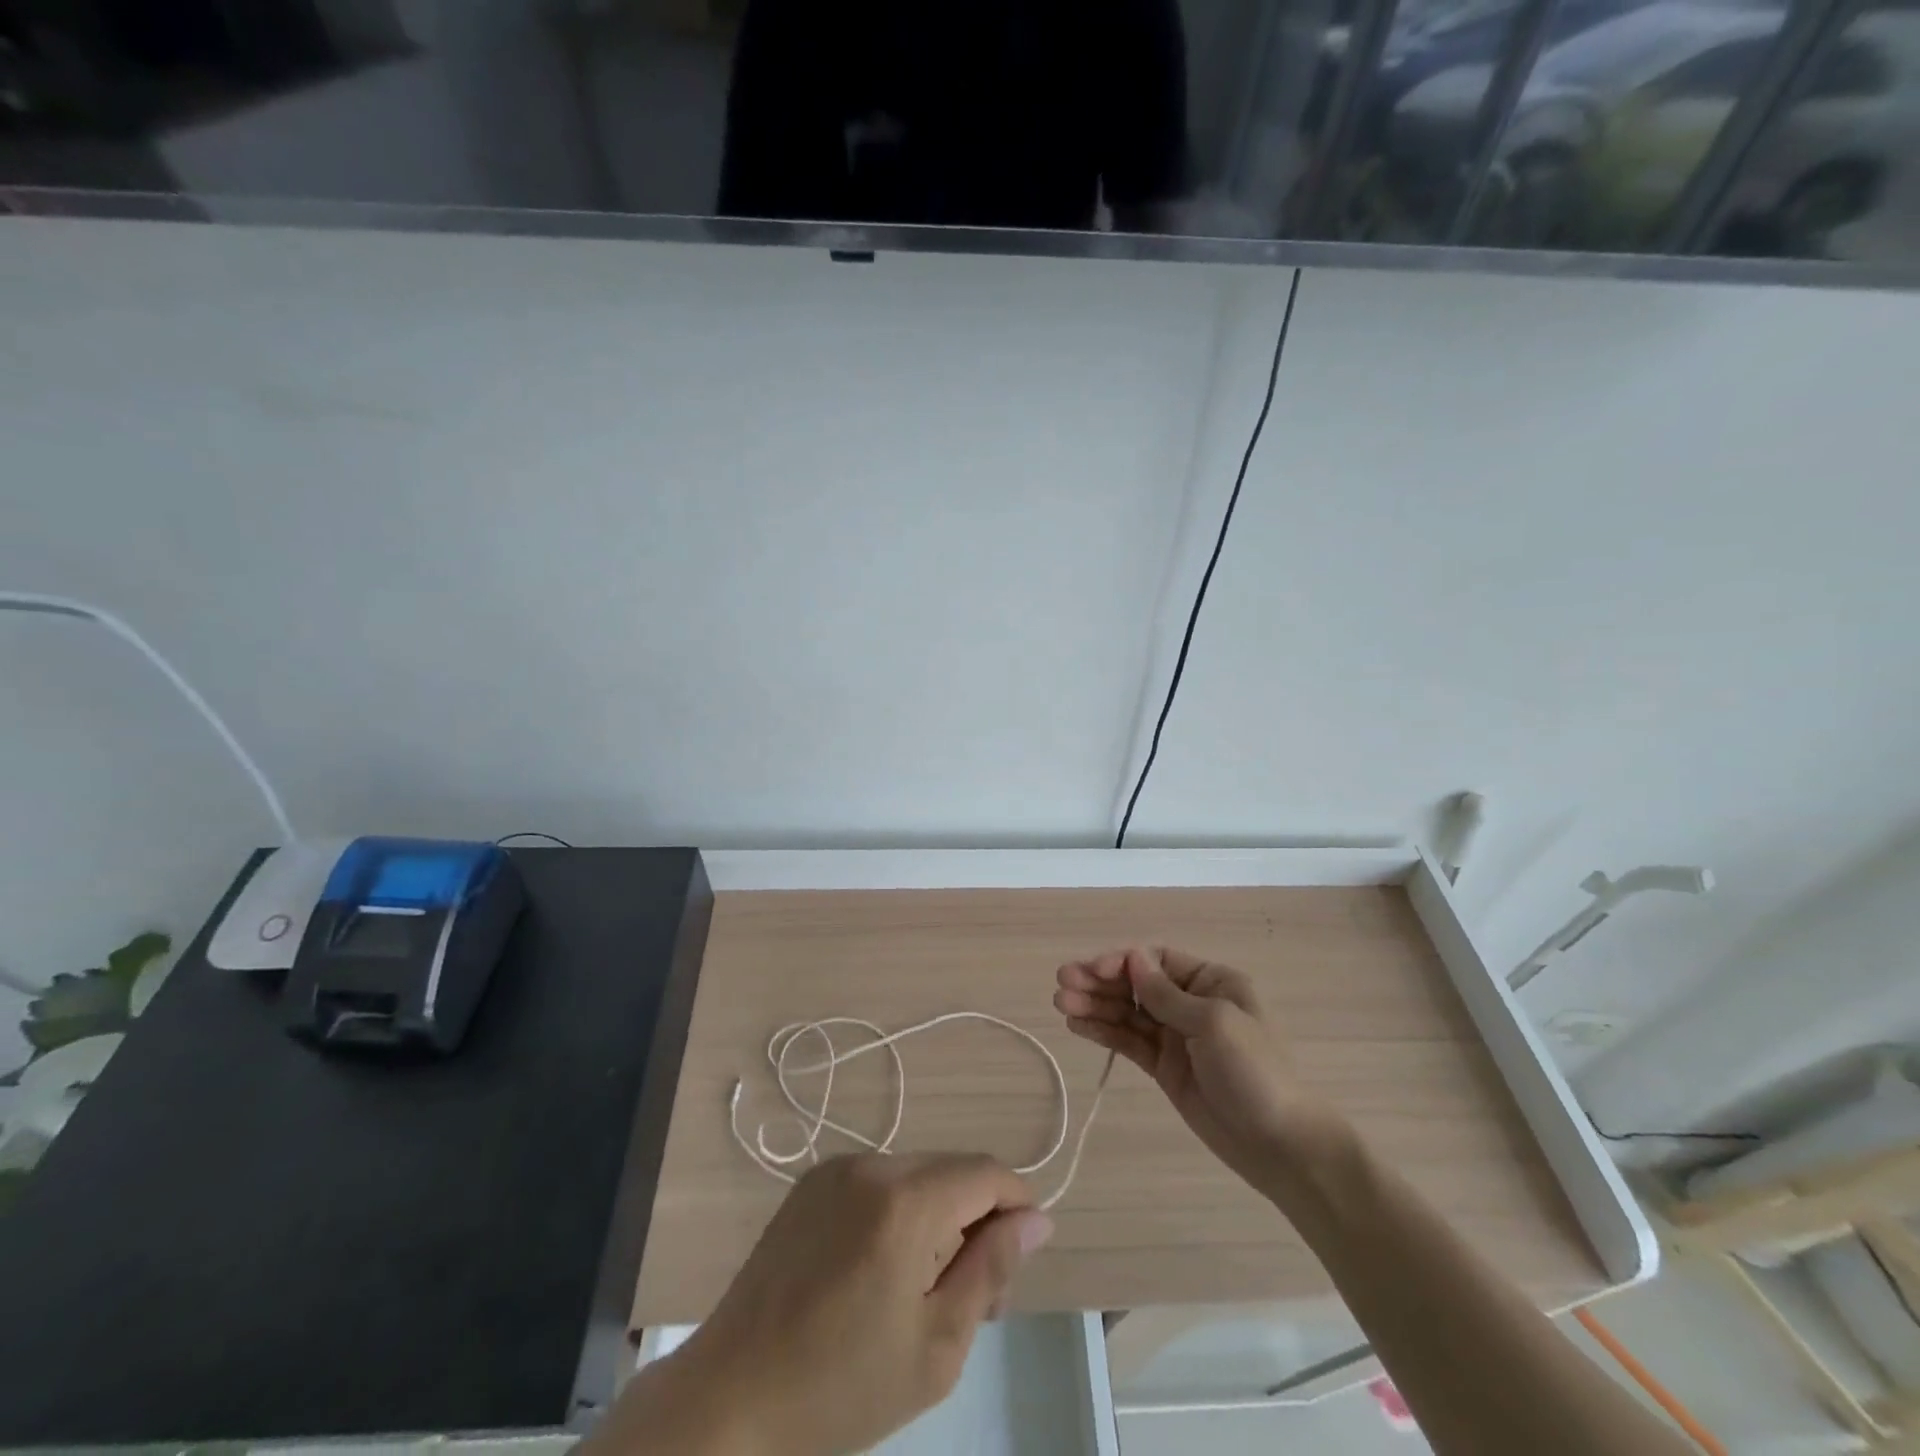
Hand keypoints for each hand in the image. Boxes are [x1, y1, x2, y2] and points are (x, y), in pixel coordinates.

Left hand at [612, 1154, 1053, 1455]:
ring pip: (917, 1174)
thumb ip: (991, 1268)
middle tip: (972, 1296)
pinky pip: (878, 1181)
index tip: (1020, 1260)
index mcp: (904, 1200)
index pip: (986, 1172)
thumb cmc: (840, 1387)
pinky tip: (881, 1270)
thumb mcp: (936, 1345)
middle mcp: (871, 1164)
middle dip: (977, 1219)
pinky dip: (900, 1211)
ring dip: (938, 1216)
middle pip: (952, 1171)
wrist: (730, 1398)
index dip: (1017, 1206)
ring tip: (924, 1288)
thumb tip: (1037, 1218)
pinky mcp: (812, 1182)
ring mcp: (836, 1168)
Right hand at [1052, 946, 1347, 1195]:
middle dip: (1099, 982)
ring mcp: (1176, 1037)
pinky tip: (1077, 1025)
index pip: (1156, 960)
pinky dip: (1104, 1032)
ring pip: (1127, 1013)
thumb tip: (1132, 957)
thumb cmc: (1256, 1073)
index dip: (1121, 961)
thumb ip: (1167, 994)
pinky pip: (1129, 1042)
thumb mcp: (1214, 1024)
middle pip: (1136, 984)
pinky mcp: (1165, 1068)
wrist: (1282, 1147)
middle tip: (1061, 984)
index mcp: (1212, 982)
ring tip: (1060, 1004)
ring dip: (1095, 1005)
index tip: (1090, 971)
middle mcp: (1191, 1003)